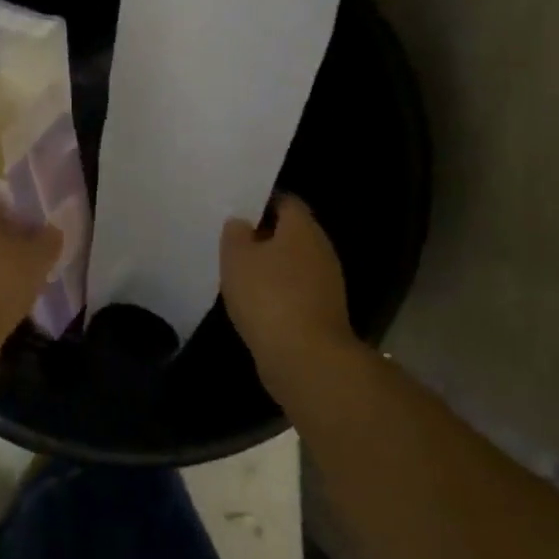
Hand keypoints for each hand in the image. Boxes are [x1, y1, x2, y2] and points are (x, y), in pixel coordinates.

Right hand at [220, 194, 360, 370]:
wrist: (305, 357)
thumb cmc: (267, 296)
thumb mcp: (237, 257)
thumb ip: (236, 234)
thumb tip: (242, 223)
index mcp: (303, 229)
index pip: (285, 201)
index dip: (261, 202)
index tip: (236, 210)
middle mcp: (321, 249)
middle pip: (292, 233)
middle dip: (264, 236)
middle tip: (232, 242)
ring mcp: (326, 283)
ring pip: (293, 263)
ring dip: (270, 266)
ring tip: (238, 273)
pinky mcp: (322, 312)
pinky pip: (295, 290)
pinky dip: (276, 292)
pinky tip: (254, 302)